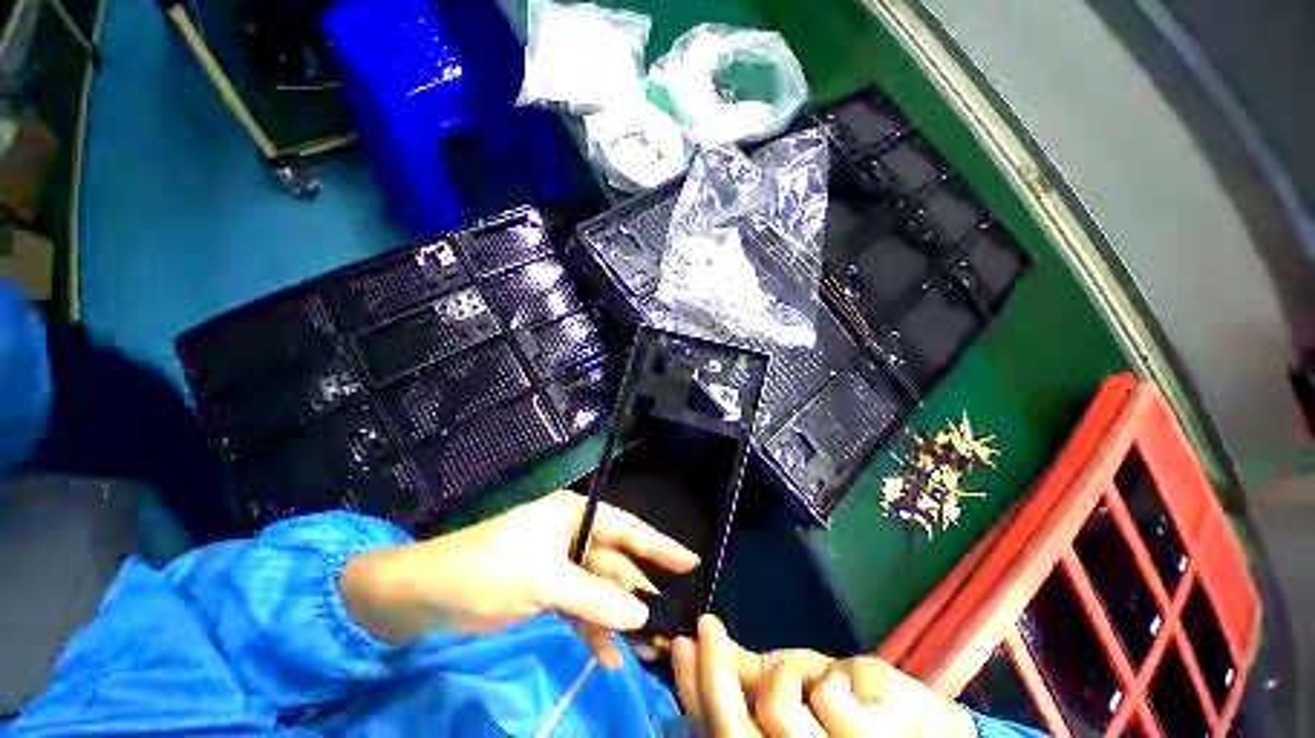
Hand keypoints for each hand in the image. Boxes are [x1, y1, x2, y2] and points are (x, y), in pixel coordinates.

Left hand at [340, 490, 698, 666]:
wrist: (426, 596)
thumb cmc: (489, 569)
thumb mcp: (545, 581)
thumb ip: (595, 597)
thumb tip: (642, 614)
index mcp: (575, 515)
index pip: (627, 527)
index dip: (659, 545)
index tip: (690, 561)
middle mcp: (572, 535)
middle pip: (615, 563)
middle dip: (639, 592)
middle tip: (671, 620)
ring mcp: (559, 565)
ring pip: (599, 590)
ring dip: (618, 618)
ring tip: (646, 649)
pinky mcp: (545, 592)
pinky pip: (579, 609)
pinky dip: (592, 630)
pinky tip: (608, 657)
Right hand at [671, 615, 977, 736]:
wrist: (928, 734)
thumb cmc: (862, 712)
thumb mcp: (801, 690)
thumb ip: (753, 676)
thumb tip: (699, 645)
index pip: (718, 732)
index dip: (694, 691)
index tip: (682, 640)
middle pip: (734, 734)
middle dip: (714, 676)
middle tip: (705, 625)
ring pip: (776, 712)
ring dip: (790, 677)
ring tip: (819, 679)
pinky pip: (829, 699)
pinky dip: (837, 685)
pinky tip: (854, 691)